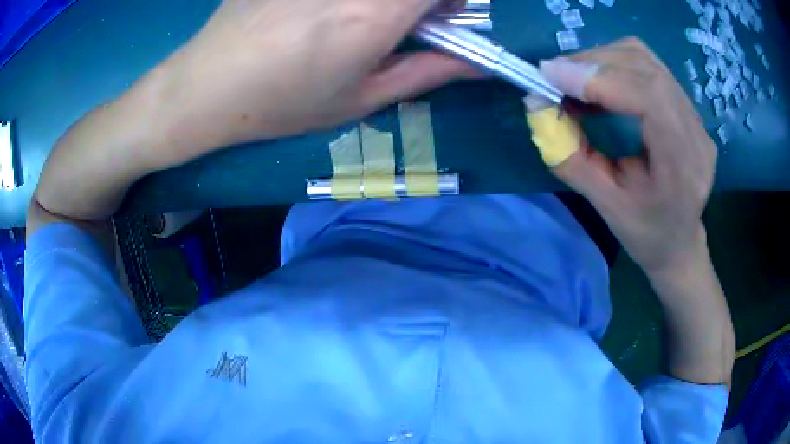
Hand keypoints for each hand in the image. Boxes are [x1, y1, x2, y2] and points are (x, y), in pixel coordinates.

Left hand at [156, 0, 476, 162]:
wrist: (207, 85)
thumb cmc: (283, 103)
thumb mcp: (361, 99)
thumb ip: (427, 72)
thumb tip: (477, 63)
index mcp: (376, 14)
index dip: (454, 0)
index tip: (445, 16)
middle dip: (422, 0)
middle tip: (404, 21)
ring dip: (384, 1)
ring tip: (355, 19)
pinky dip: (347, 1)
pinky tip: (321, 12)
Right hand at [538, 38, 716, 274]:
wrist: (680, 242)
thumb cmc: (646, 234)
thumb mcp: (605, 207)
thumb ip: (570, 158)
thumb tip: (536, 105)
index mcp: (683, 168)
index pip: (650, 98)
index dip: (600, 79)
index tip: (553, 76)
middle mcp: (696, 134)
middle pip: (646, 69)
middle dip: (594, 63)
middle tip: (555, 76)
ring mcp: (696, 117)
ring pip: (646, 60)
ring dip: (602, 60)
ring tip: (573, 78)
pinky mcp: (688, 107)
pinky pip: (649, 67)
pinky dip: (615, 64)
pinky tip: (597, 82)